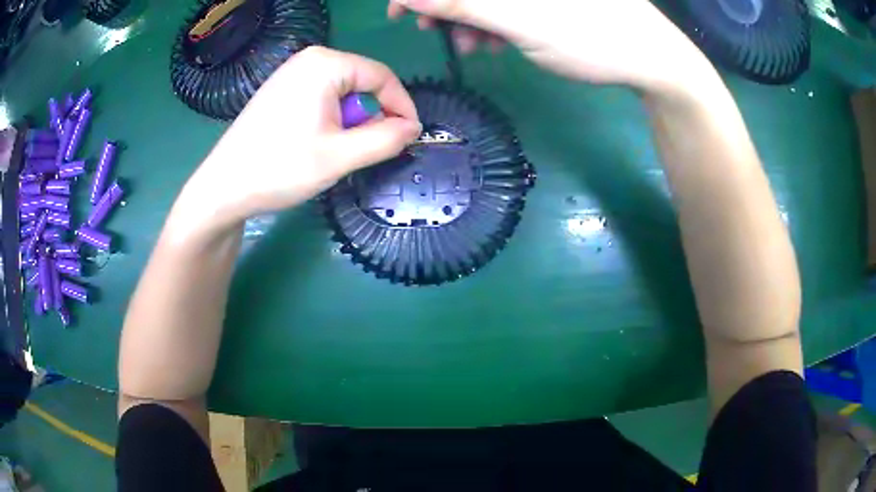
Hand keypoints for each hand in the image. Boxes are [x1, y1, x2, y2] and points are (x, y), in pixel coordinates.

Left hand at [181, 46, 421, 230]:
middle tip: (363, 151)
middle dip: (372, 116)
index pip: (382, 76)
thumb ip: (385, 139)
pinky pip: (322, 98)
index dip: (402, 106)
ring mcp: (291, 73)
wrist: (223, 188)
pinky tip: (316, 143)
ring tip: (335, 151)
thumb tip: (414, 128)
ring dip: (350, 122)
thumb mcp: (340, 156)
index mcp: (325, 64)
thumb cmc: (280, 168)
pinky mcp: (281, 90)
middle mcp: (309, 59)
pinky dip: (331, 120)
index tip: (410, 137)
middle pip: (362, 82)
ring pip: (343, 93)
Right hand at [388, 0, 714, 92]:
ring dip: (468, 18)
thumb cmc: (591, 36)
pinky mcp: (547, 0)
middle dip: (446, 5)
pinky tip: (494, 42)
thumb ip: (461, 2)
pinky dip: (493, 22)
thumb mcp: (520, 20)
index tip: (401, 14)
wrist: (650, 59)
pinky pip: (507, 5)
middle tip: (433, 32)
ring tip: (473, 45)